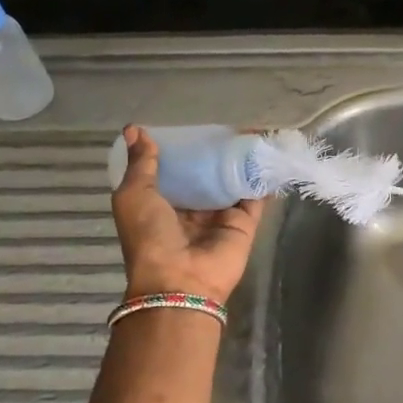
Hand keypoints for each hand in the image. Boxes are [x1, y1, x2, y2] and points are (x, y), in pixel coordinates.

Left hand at [112, 126, 265, 304]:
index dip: (181, 149)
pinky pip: (255, 195)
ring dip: (241, 160)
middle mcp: (192, 209)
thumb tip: (135, 129)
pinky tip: (269, 153)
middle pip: (206, 174)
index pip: (174, 171)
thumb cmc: (149, 236)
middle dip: (214, 152)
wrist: (180, 279)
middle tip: (226, 123)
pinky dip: (263, 177)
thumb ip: (141, 164)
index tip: (190, 125)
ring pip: (232, 181)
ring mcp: (220, 215)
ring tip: (252, 130)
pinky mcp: (245, 222)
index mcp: (161, 203)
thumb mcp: (133, 195)